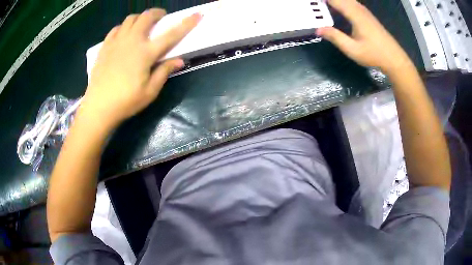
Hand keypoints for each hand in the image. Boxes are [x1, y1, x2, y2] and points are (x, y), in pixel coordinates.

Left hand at [81, 9, 201, 129]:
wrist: (98, 107)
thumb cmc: (125, 102)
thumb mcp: (150, 92)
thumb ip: (164, 72)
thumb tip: (179, 60)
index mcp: (145, 53)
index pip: (171, 34)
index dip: (186, 23)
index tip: (197, 15)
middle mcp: (131, 41)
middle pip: (147, 17)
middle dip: (157, 13)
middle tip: (161, 18)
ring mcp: (116, 42)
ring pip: (130, 19)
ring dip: (140, 18)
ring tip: (142, 26)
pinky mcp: (105, 47)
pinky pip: (116, 29)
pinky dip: (124, 27)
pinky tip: (124, 35)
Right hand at [317, 0, 411, 73]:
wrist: (394, 58)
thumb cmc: (374, 55)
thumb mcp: (353, 49)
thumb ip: (335, 37)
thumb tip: (317, 29)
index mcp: (355, 14)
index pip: (335, 0)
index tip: (312, 2)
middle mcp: (359, 9)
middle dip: (328, 0)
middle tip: (316, 4)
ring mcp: (365, 11)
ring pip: (347, 0)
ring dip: (335, 1)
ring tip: (323, 6)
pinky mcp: (367, 15)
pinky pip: (351, 3)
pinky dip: (341, 3)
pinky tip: (336, 9)